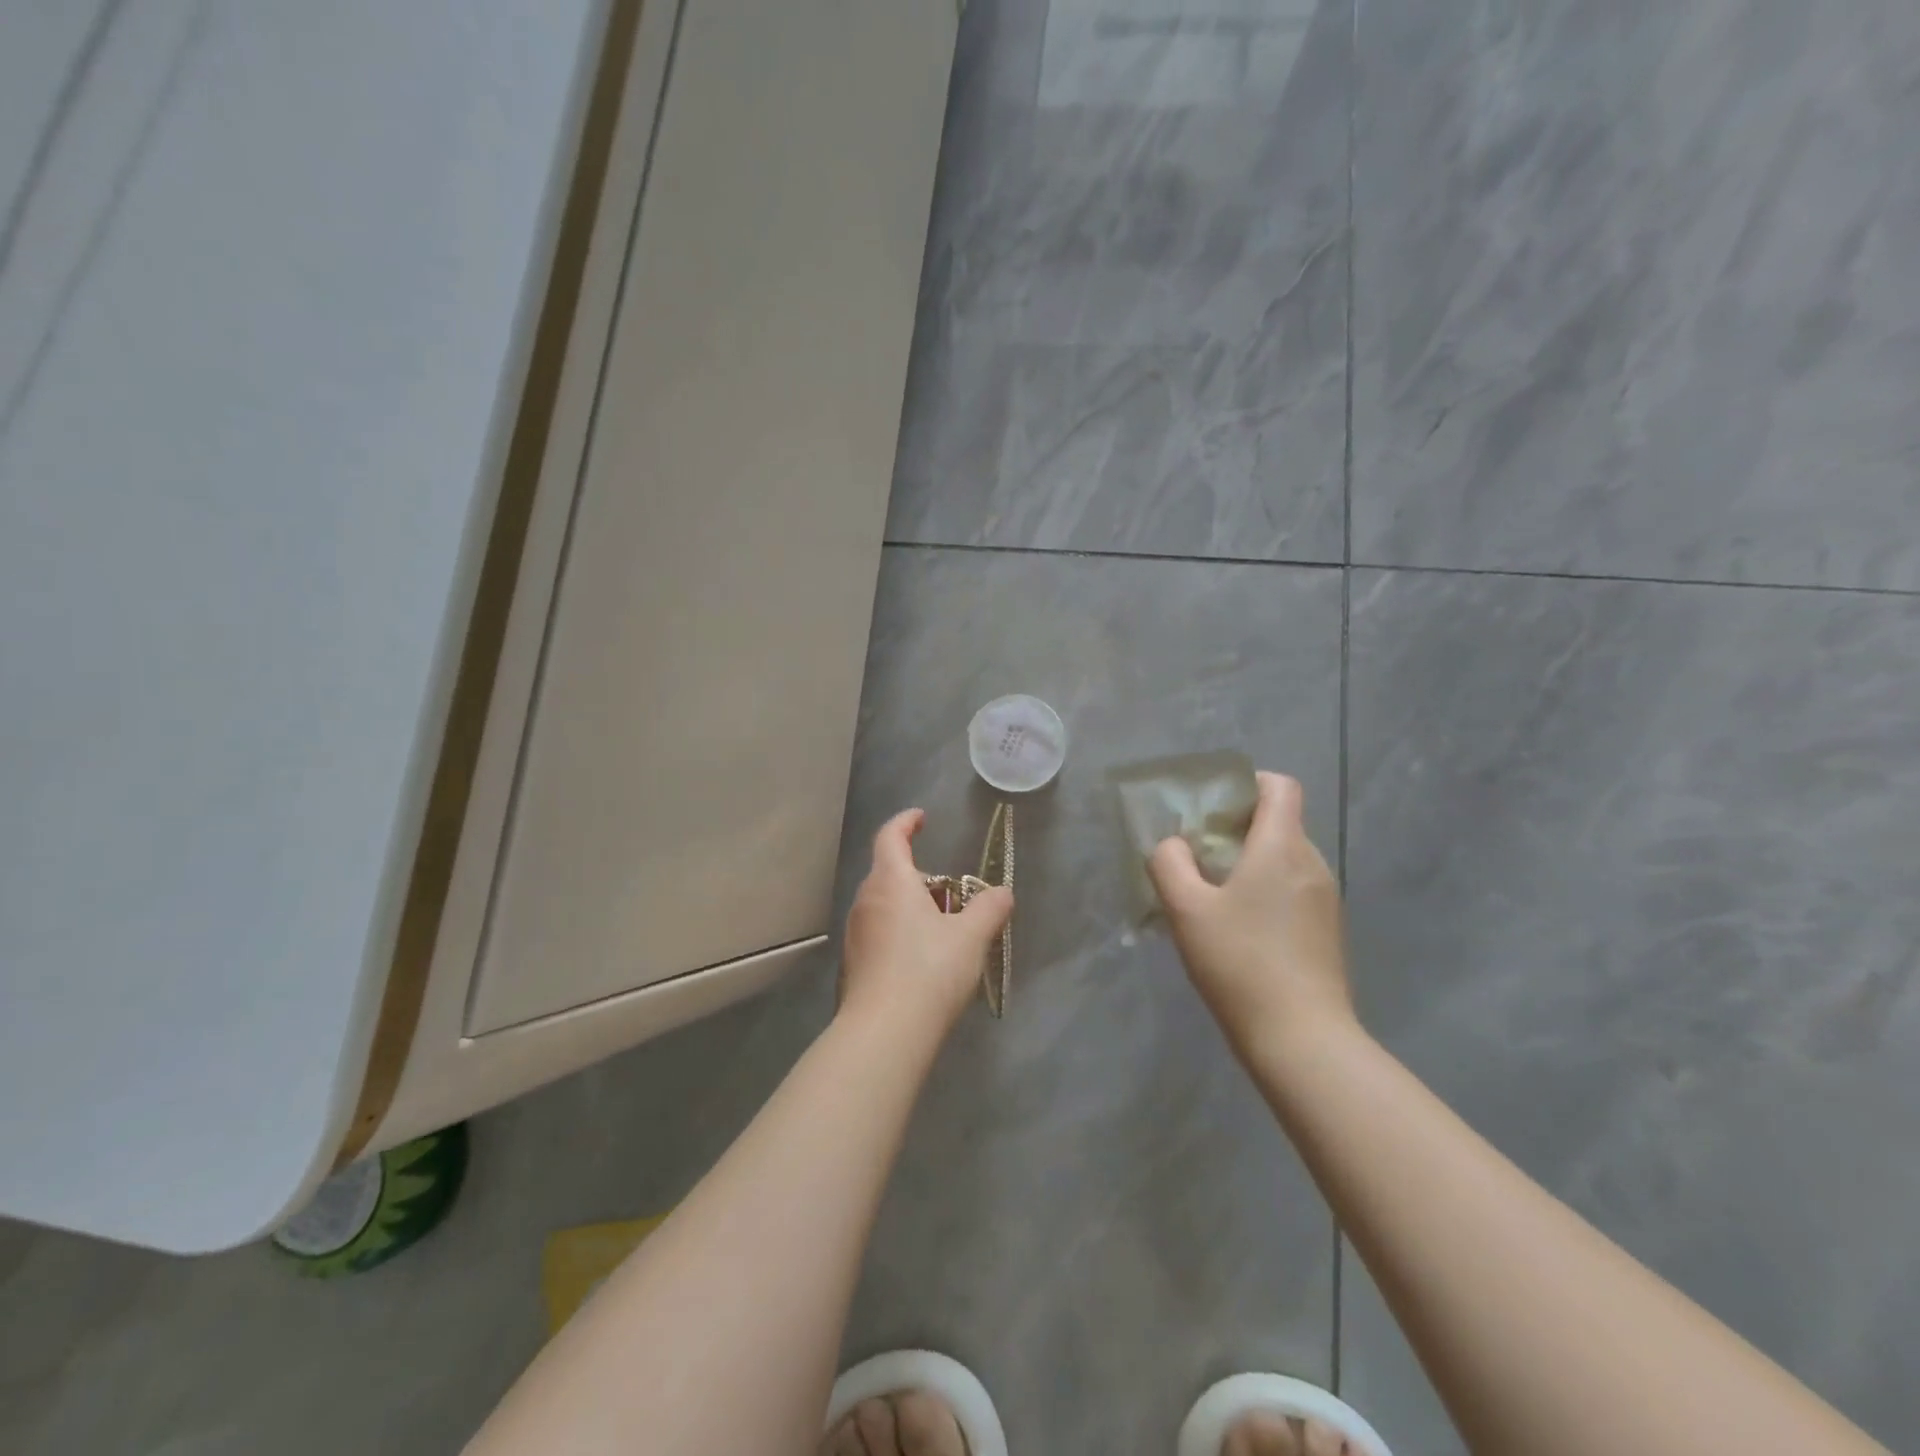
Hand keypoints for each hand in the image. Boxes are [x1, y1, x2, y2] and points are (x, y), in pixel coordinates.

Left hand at [838, 808, 1013, 1042]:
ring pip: (886, 906)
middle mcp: (866, 901)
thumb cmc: (929, 971)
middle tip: (954, 897)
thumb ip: (990, 909)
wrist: (884, 1034)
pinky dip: (902, 934)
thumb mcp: (971, 937)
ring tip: (945, 933)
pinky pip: (880, 934)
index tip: (921, 818)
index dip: (906, 823)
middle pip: (891, 873)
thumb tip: (1003, 892)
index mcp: (890, 882)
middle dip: (923, 879)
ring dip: (913, 908)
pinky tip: (924, 964)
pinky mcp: (854, 964)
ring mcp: (855, 934)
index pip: (891, 837)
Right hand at [1147, 772, 1355, 1062]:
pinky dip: (1265, 890)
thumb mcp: (1187, 909)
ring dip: (1249, 861)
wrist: (1302, 1039)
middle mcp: (1312, 864)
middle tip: (1197, 852)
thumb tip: (1174, 846)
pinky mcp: (1327, 931)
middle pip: (1279, 822)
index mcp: (1282, 847)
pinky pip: (1293, 889)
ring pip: (1285, 858)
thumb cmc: (1240, 963)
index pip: (1279, 786)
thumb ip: (1170, 863)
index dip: (1247, 783)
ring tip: (1212, 893)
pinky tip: (1238, 927)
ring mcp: (1326, 900)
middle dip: (1237, 826)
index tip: (1213, 806)